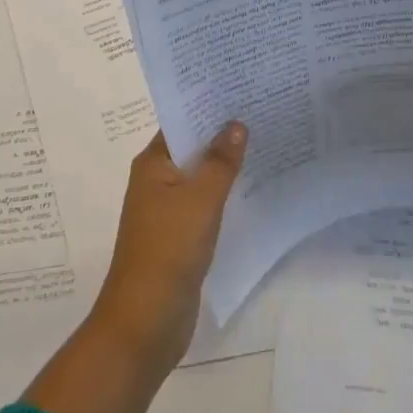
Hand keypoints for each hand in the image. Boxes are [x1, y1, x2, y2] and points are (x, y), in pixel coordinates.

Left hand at [89, 122, 247, 369]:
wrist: (146, 322)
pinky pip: (205, 204)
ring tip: (266, 143)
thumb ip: (221, 161)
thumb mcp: (201, 199)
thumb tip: (236, 123)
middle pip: (193, 148)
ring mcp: (167, 210)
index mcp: (152, 164)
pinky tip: (254, 188)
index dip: (209, 107)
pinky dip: (225, 195)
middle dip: (223, 135)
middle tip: (263, 112)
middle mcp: (156, 181)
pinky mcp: (180, 237)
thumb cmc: (168, 249)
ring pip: (201, 177)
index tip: (242, 90)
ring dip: (226, 166)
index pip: (182, 122)